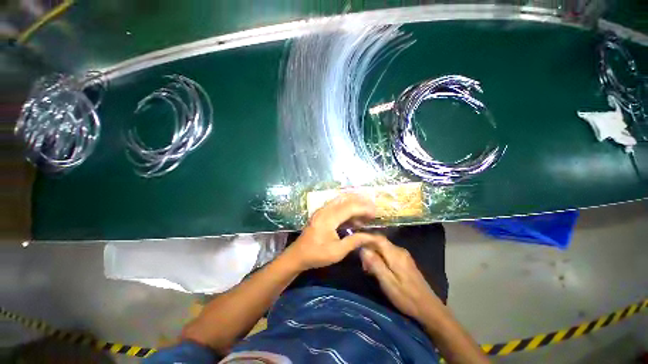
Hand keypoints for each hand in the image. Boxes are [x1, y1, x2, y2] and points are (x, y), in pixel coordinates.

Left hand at [284, 194, 375, 270]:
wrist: (298, 255)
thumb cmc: (317, 255)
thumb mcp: (337, 252)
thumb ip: (354, 241)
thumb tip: (371, 236)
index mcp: (328, 219)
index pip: (349, 207)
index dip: (363, 208)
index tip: (375, 212)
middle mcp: (325, 210)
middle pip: (345, 200)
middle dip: (360, 203)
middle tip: (373, 209)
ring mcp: (322, 210)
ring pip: (341, 201)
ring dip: (354, 205)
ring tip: (366, 213)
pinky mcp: (321, 213)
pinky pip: (336, 206)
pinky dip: (347, 209)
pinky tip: (354, 218)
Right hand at [360, 235, 440, 319]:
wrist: (429, 309)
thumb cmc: (406, 297)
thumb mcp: (388, 283)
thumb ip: (375, 264)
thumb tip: (363, 249)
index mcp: (395, 254)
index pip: (377, 238)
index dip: (365, 237)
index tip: (354, 241)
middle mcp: (400, 250)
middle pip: (380, 242)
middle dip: (368, 248)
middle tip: (362, 263)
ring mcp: (403, 255)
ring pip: (383, 247)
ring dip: (373, 253)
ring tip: (368, 268)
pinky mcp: (405, 261)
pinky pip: (388, 253)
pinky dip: (380, 257)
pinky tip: (377, 269)